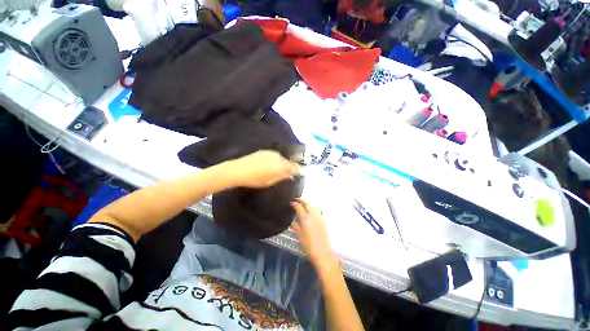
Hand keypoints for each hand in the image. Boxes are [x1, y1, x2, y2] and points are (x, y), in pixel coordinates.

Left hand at [229, 150, 299, 188]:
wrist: (239, 170)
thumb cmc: (255, 179)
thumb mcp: (270, 182)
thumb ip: (282, 177)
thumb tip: (291, 175)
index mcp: (281, 166)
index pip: (294, 167)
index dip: (297, 171)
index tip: (295, 174)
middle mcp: (278, 157)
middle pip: (288, 162)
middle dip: (288, 167)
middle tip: (283, 174)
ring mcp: (271, 153)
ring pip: (281, 158)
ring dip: (281, 163)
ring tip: (274, 170)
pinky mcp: (265, 151)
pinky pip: (274, 156)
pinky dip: (274, 160)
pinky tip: (267, 165)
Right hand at [291, 199, 335, 266]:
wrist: (322, 252)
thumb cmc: (308, 245)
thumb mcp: (299, 235)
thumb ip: (295, 225)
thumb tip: (291, 219)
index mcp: (306, 218)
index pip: (299, 207)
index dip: (294, 203)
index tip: (290, 202)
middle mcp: (313, 215)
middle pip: (307, 203)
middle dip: (301, 200)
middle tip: (296, 199)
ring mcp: (319, 217)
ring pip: (313, 205)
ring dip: (307, 203)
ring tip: (302, 204)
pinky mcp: (323, 220)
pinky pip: (317, 210)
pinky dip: (312, 207)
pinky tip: (309, 211)